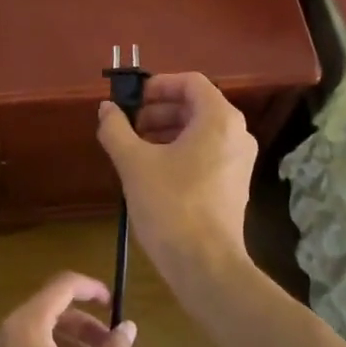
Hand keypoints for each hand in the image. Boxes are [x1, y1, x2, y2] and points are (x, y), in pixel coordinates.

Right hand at [96, 72, 257, 285]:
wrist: (205, 264)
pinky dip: (180, 151)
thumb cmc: (170, 205)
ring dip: (166, 131)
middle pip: (195, 105)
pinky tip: (152, 171)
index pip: (190, 82)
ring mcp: (239, 161)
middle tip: (128, 126)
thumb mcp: (134, 163)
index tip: (131, 100)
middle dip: (158, 110)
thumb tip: (106, 108)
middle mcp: (237, 134)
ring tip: (135, 149)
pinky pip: (206, 153)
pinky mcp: (234, 184)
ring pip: (200, 131)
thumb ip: (116, 129)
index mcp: (219, 119)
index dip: (158, 85)